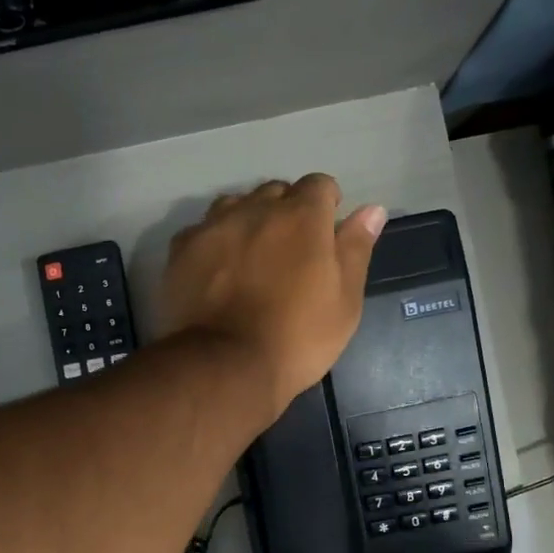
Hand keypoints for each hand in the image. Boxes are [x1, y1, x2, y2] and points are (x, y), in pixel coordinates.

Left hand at [159, 175, 385, 419]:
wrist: (226, 366)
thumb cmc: (297, 338)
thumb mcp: (344, 302)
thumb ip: (356, 249)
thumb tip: (372, 210)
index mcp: (301, 216)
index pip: (319, 185)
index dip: (326, 206)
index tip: (325, 234)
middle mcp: (255, 209)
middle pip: (275, 193)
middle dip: (285, 212)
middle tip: (288, 253)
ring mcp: (213, 226)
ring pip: (235, 206)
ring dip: (247, 221)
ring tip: (250, 258)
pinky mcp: (181, 249)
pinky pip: (202, 230)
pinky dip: (213, 242)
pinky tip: (216, 271)